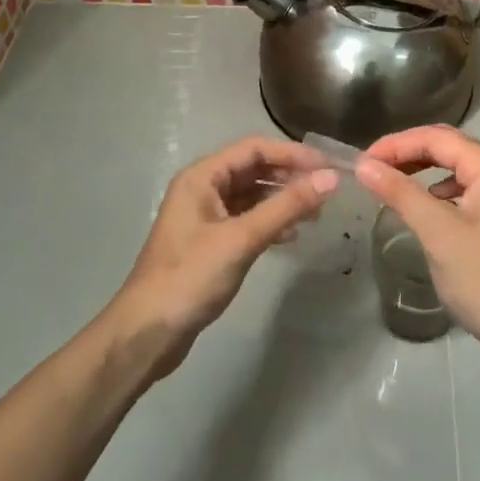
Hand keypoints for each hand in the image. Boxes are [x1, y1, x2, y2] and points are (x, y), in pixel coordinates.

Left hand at [101, 136, 338, 375]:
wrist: (149, 332)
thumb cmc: (191, 277)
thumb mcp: (242, 239)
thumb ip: (287, 206)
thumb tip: (330, 179)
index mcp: (201, 177)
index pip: (254, 149)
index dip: (292, 154)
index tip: (328, 167)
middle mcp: (202, 189)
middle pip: (253, 169)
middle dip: (289, 177)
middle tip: (326, 192)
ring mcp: (205, 217)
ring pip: (251, 196)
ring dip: (282, 201)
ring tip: (315, 214)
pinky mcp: (210, 243)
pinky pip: (246, 220)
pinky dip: (270, 223)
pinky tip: (290, 237)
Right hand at [357, 126, 479, 357]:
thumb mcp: (437, 231)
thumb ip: (400, 192)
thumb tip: (363, 166)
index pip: (438, 138)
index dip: (397, 144)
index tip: (363, 161)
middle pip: (448, 147)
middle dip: (408, 153)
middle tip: (372, 168)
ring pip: (455, 168)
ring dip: (421, 169)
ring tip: (390, 182)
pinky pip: (463, 189)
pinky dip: (436, 189)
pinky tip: (422, 205)